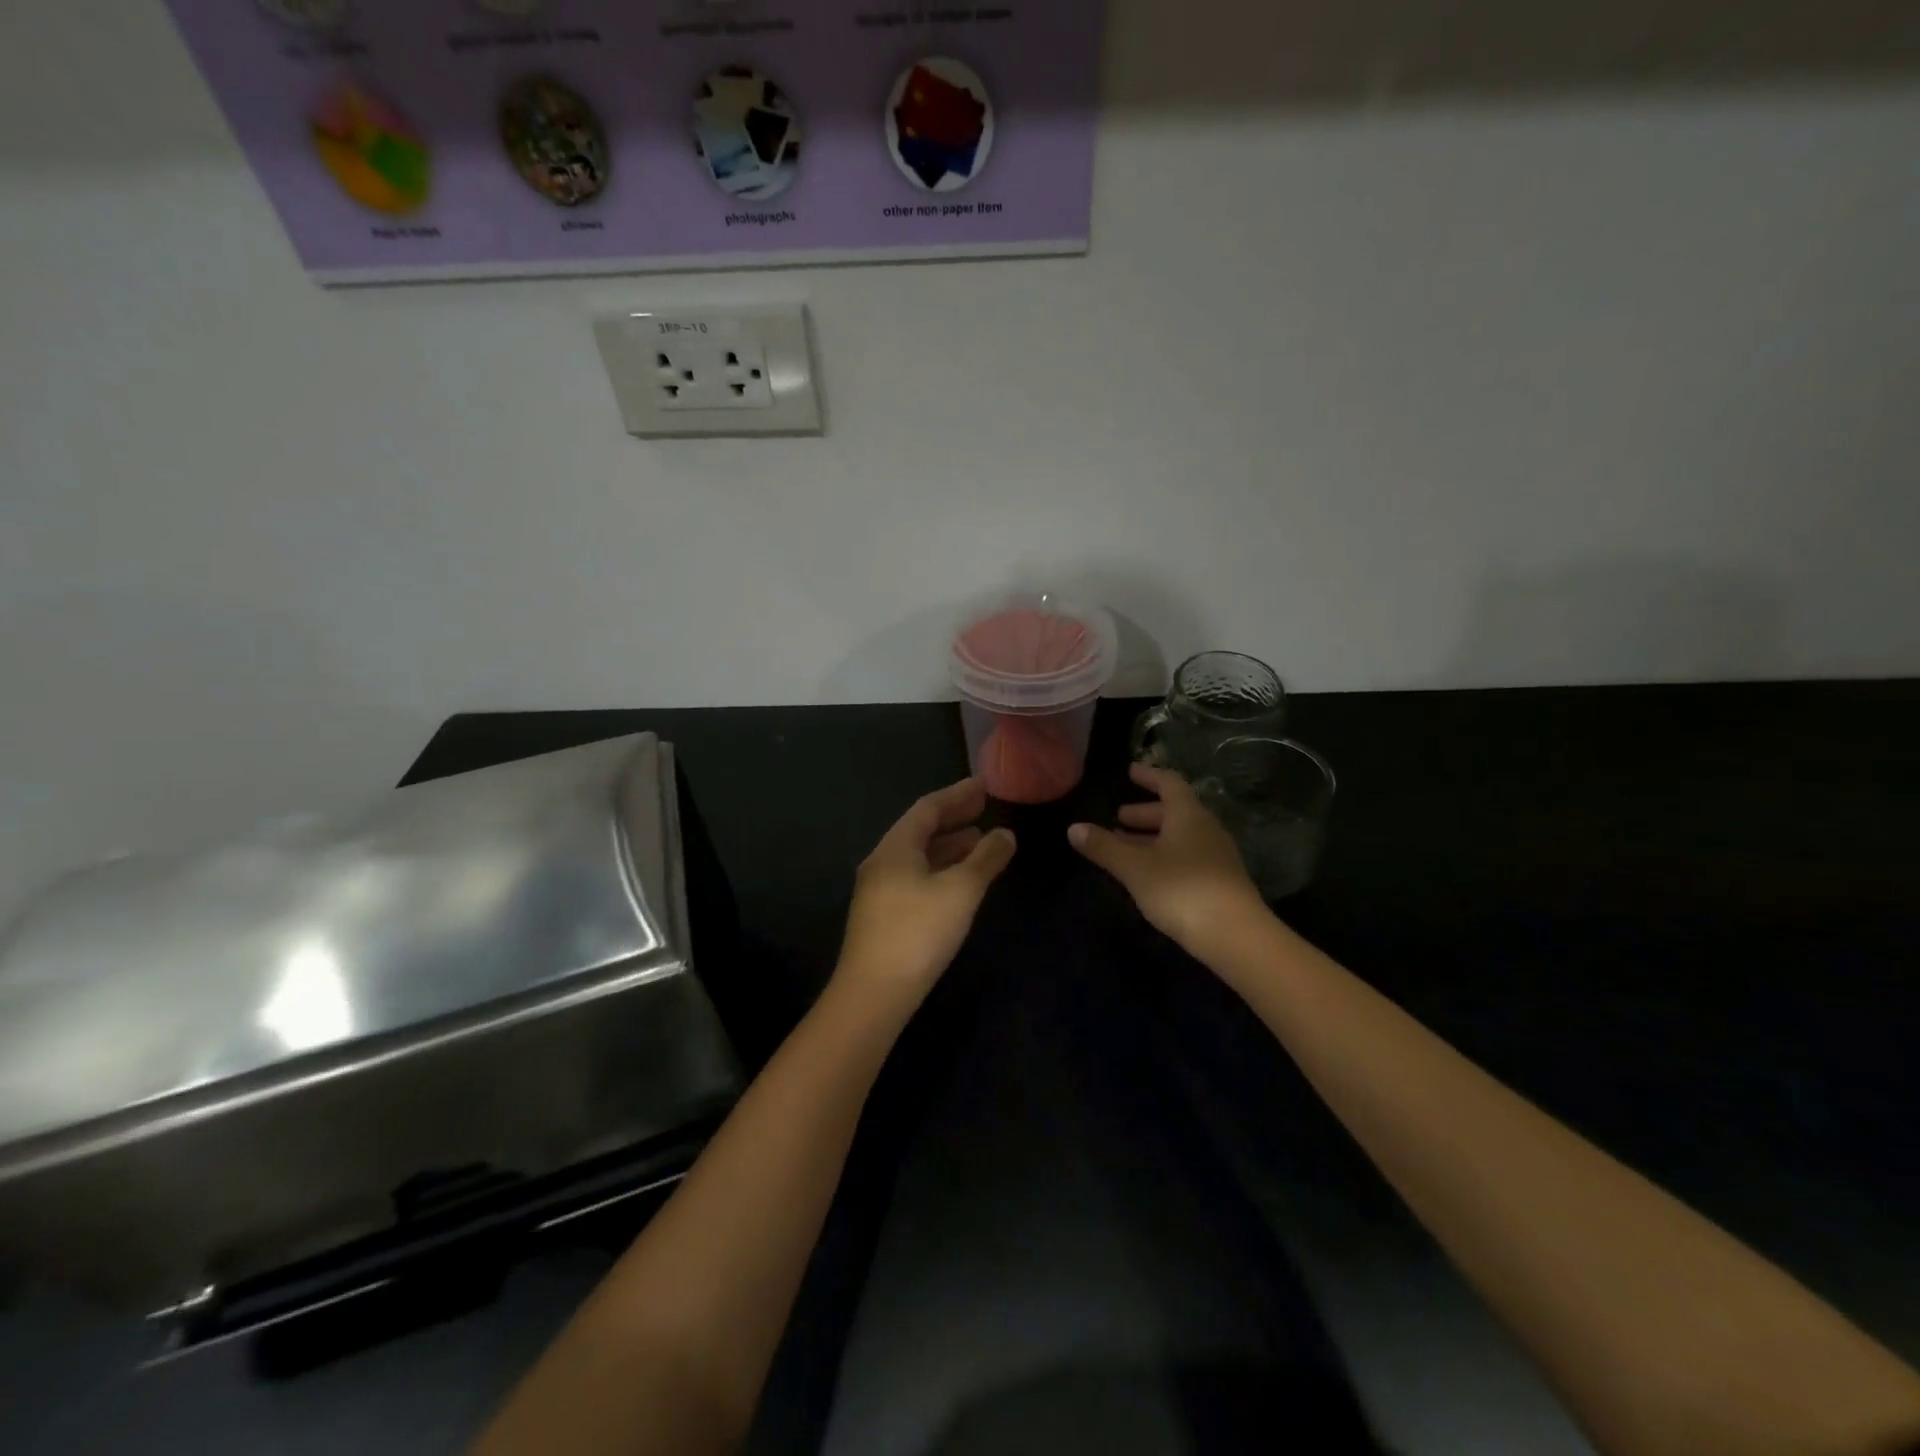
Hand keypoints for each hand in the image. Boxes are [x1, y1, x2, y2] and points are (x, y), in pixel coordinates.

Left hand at [837, 778, 1016, 996]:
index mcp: (895, 848)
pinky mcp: (883, 916)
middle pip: (920, 830)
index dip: (958, 794)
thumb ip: (985, 859)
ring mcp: (879, 890)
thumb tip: (1004, 834)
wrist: (873, 993)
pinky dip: (941, 869)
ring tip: (979, 842)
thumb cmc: (919, 932)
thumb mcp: (961, 891)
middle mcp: (882, 862)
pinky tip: (958, 882)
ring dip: (949, 846)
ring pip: (918, 856)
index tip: (984, 786)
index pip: (928, 808)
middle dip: (953, 818)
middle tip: (983, 808)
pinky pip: (916, 877)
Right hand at [1068, 762, 1268, 964]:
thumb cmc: (1181, 889)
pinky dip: (1163, 857)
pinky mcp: (1218, 882)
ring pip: (1179, 837)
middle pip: (1173, 812)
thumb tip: (1074, 828)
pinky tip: (1146, 875)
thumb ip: (1104, 847)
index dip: (1148, 776)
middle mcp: (1205, 829)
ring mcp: (1215, 857)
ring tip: (1124, 848)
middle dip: (1144, 813)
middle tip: (1117, 818)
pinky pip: (1185, 858)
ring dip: (1151, 838)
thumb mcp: (1135, 867)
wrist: (1235, 936)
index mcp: (1188, 815)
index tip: (1130, 772)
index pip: (1168, 783)